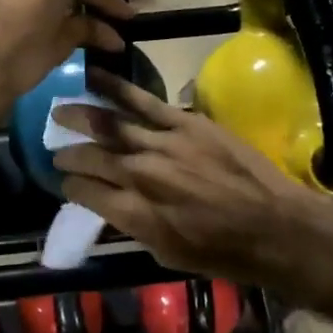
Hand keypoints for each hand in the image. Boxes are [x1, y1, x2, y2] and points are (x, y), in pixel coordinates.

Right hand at [52, 70, 332, 284]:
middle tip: (56, 149)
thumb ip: (132, 224)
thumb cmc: (223, 253)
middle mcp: (141, 175)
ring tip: (59, 109)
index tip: (65, 181)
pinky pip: (144, 102)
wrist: (276, 227)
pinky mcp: (186, 123)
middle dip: (68, 153)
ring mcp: (163, 144)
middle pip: (91, 156)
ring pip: (110, 124)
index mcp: (134, 213)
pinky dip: (116, 89)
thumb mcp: (167, 254)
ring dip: (80, 116)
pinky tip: (94, 78)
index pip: (84, 191)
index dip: (69, 185)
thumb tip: (110, 203)